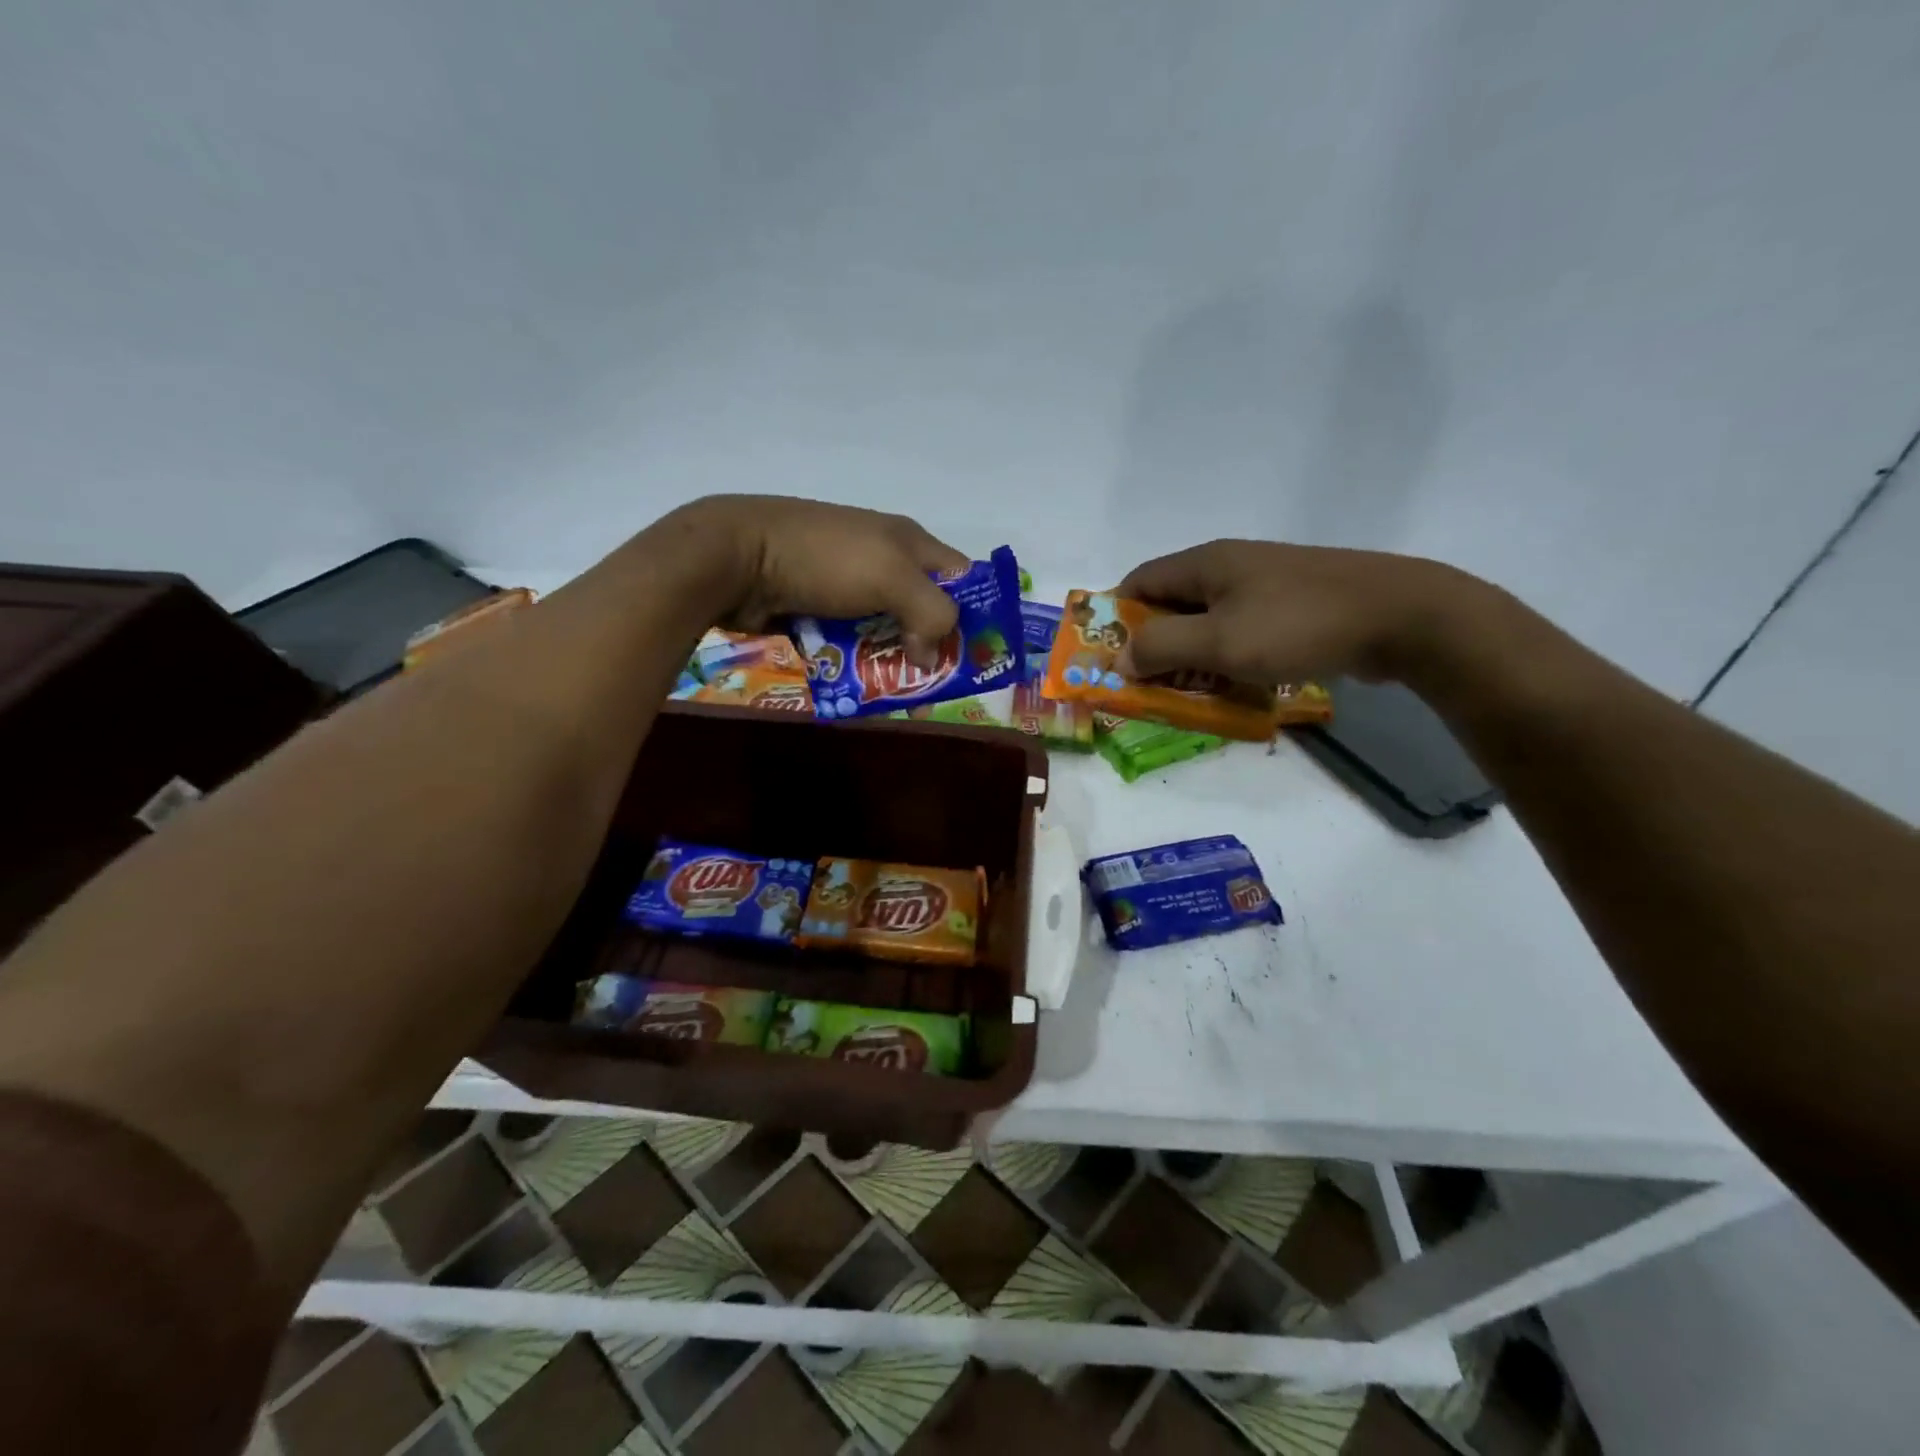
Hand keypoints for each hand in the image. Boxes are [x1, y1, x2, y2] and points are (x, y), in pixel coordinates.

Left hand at [675, 496, 969, 661]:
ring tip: (895, 690)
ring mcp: (845, 585)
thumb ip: (931, 614)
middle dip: (931, 645)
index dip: (975, 612)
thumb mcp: (893, 577)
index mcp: (908, 542)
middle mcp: (882, 560)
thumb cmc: (826, 559)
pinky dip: (854, 661)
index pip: (961, 576)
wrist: (736, 557)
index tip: (977, 654)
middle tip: (935, 683)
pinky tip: (857, 683)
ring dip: (890, 658)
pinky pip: (847, 640)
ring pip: (884, 629)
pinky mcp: (816, 607)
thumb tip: (930, 657)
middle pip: (922, 608)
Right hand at [1115, 540, 1480, 685]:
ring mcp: (1265, 585)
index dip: (1115, 618)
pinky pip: (1241, 632)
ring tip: (1188, 695)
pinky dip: (1227, 660)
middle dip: (1153, 646)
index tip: (1109, 659)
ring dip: (1191, 658)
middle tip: (1147, 688)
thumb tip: (1119, 659)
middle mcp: (1230, 567)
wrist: (1402, 616)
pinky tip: (1235, 687)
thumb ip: (1161, 648)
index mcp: (1205, 563)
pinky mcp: (1293, 606)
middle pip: (1171, 605)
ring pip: (1208, 622)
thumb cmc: (1298, 625)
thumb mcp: (1219, 642)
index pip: (1138, 583)